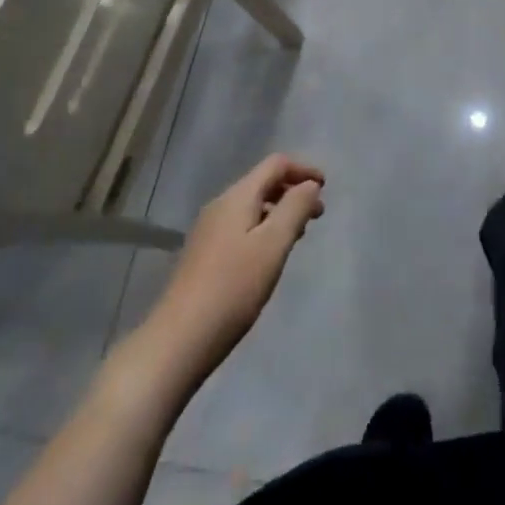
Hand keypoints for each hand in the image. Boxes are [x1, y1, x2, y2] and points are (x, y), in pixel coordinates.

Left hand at [147, 155, 325, 377]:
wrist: (179, 339)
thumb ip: (295, 208)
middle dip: (293, 191)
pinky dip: (264, 229)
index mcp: (237, 197)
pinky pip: (241, 226)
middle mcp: (220, 206)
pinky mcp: (204, 255)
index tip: (326, 188)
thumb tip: (309, 184)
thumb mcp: (273, 245)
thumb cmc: (233, 287)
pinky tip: (270, 256)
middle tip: (318, 216)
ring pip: (252, 207)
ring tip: (299, 236)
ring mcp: (209, 231)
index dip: (303, 169)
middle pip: (262, 183)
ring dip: (280, 212)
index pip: (275, 164)